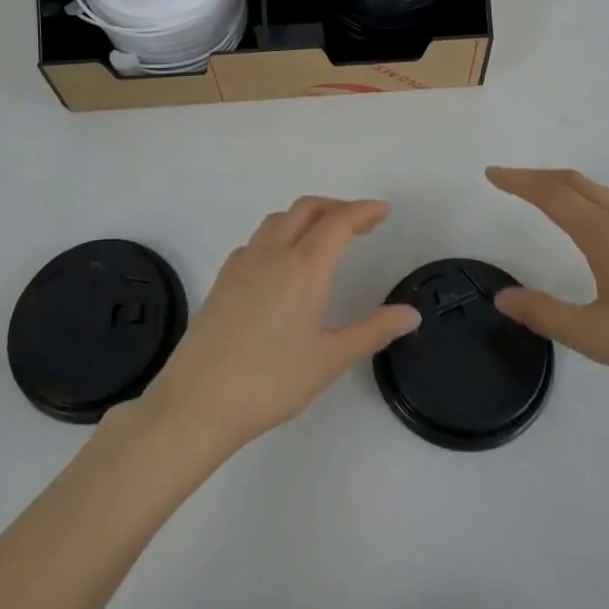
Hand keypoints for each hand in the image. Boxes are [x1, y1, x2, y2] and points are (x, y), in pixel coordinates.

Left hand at [140, 197, 421, 454]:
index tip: (383, 211)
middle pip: (307, 208)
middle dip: (337, 207)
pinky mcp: (223, 277)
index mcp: (303, 267)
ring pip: (279, 219)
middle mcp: (272, 253)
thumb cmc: (270, 381)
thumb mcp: (330, 359)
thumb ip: (373, 331)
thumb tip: (411, 314)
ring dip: (307, 217)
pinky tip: (284, 265)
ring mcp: (243, 262)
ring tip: (325, 239)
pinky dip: (280, 235)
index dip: (363, 210)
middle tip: (361, 224)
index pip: (338, 221)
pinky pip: (258, 240)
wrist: (197, 401)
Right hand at [486, 167, 608, 414]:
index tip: (491, 175)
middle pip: (578, 183)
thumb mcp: (598, 338)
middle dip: (539, 177)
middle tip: (509, 181)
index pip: (553, 195)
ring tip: (543, 198)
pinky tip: (592, 228)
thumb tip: (504, 298)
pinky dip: (590, 202)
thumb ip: (546, 314)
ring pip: (602, 194)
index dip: (519, 182)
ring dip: (566, 188)